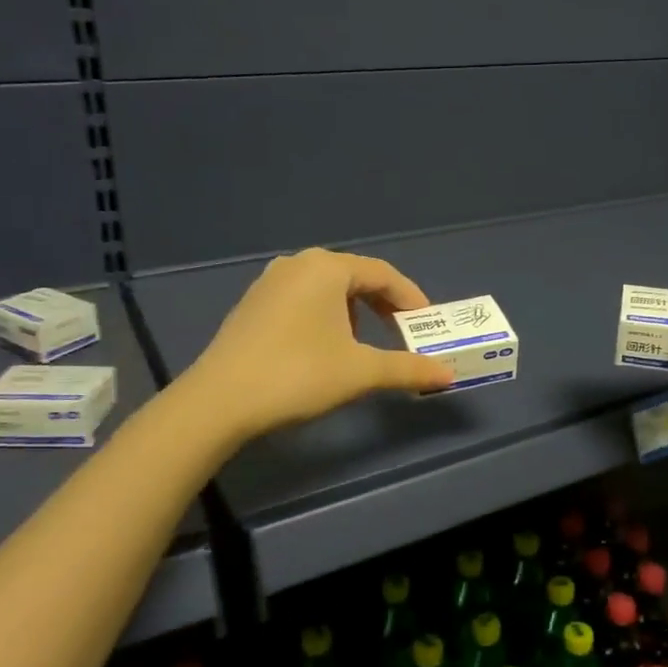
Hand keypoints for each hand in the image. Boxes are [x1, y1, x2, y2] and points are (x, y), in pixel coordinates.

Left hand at [181, 248, 451, 440]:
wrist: (219, 402)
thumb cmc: (298, 374)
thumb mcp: (360, 371)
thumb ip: (408, 368)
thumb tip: (448, 374)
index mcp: (327, 267)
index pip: (383, 274)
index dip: (411, 299)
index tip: (428, 326)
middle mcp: (297, 264)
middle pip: (355, 277)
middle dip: (383, 305)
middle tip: (402, 333)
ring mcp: (269, 282)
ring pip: (327, 289)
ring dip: (355, 312)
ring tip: (365, 343)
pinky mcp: (252, 305)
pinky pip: (303, 300)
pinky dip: (326, 317)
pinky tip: (324, 348)